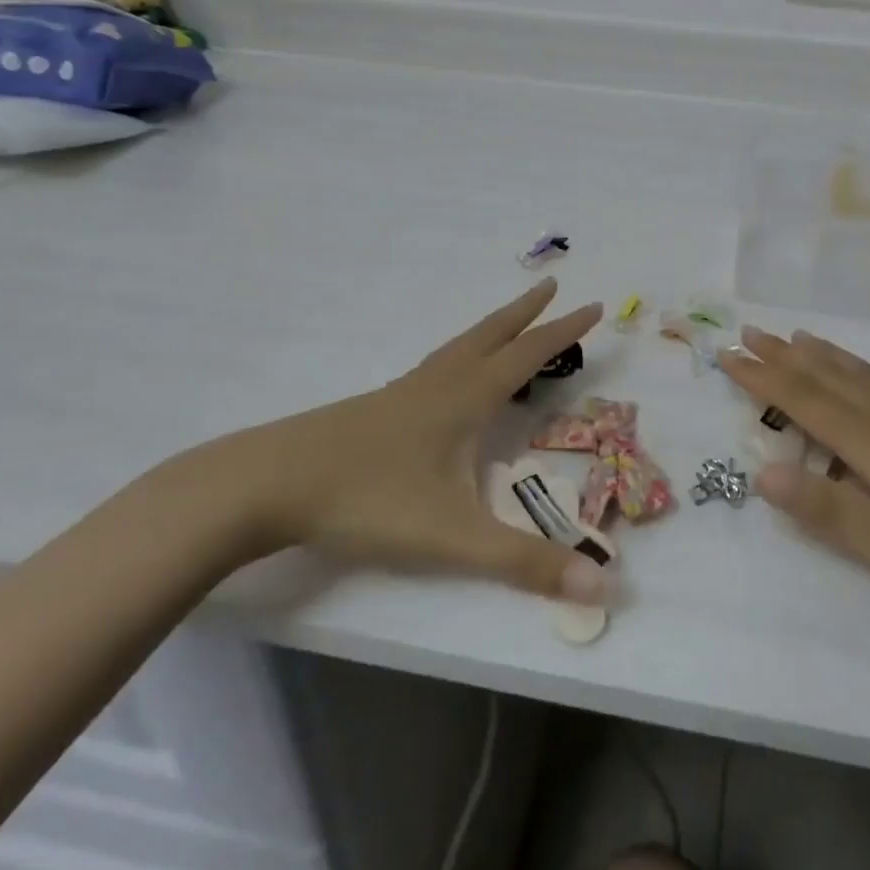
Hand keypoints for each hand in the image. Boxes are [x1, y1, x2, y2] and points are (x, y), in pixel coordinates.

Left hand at [194, 279, 609, 605]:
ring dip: (492, 328)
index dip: (564, 331)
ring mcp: (402, 393)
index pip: (528, 354)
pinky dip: (459, 354)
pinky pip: (434, 366)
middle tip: (552, 286)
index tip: (594, 305)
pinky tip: (447, 380)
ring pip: (458, 347)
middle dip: (526, 312)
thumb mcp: (453, 538)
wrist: (268, 485)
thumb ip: (524, 562)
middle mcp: (438, 384)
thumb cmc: (368, 501)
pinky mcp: (376, 408)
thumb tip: (602, 582)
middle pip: (491, 335)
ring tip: (508, 324)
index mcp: (464, 399)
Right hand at [719, 327, 869, 637]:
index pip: (806, 402)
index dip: (763, 378)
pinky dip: (861, 367)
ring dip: (822, 355)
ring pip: (861, 375)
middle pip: (830, 378)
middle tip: (749, 330)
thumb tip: (761, 473)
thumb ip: (830, 511)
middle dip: (785, 356)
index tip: (726, 354)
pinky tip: (865, 373)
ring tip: (797, 337)